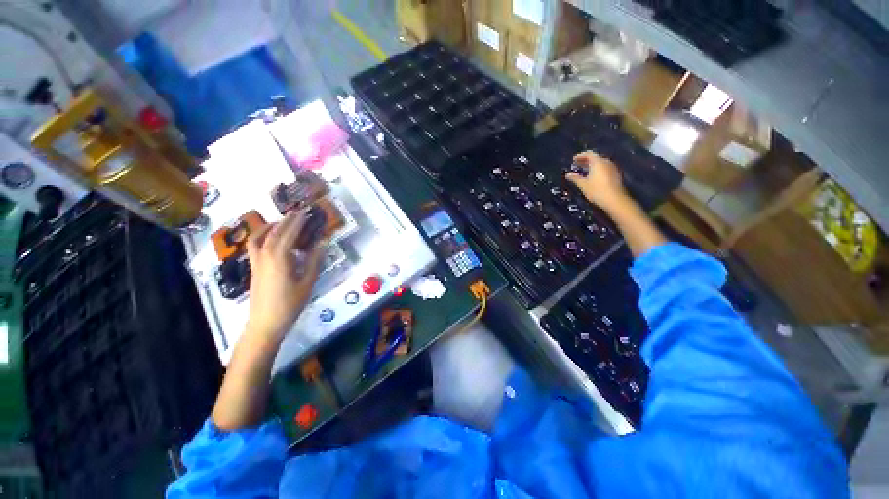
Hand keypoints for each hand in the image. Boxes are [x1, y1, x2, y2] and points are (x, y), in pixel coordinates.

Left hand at [245, 210, 324, 340]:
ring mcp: (257, 262)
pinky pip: (255, 246)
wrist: (265, 323)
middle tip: (298, 212)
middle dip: (286, 220)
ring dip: (270, 226)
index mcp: (279, 258)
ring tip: (283, 223)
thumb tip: (322, 243)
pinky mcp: (254, 268)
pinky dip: (263, 237)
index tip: (306, 211)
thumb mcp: (307, 283)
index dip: (298, 221)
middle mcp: (265, 255)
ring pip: (259, 237)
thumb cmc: (290, 304)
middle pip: (274, 232)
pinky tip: (273, 241)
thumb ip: (314, 261)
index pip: (289, 233)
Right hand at [565, 151, 629, 211]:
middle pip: (595, 158)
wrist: (615, 199)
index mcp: (598, 162)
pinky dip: (597, 170)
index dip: (580, 156)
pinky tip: (592, 176)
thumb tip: (568, 175)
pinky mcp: (616, 175)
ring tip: (584, 171)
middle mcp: (606, 162)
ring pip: (601, 163)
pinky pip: (605, 168)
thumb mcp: (583, 185)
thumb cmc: (597, 190)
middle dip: (586, 160)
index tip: (574, 159)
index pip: (589, 154)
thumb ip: (575, 178)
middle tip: (577, 164)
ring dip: (592, 165)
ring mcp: (612, 168)